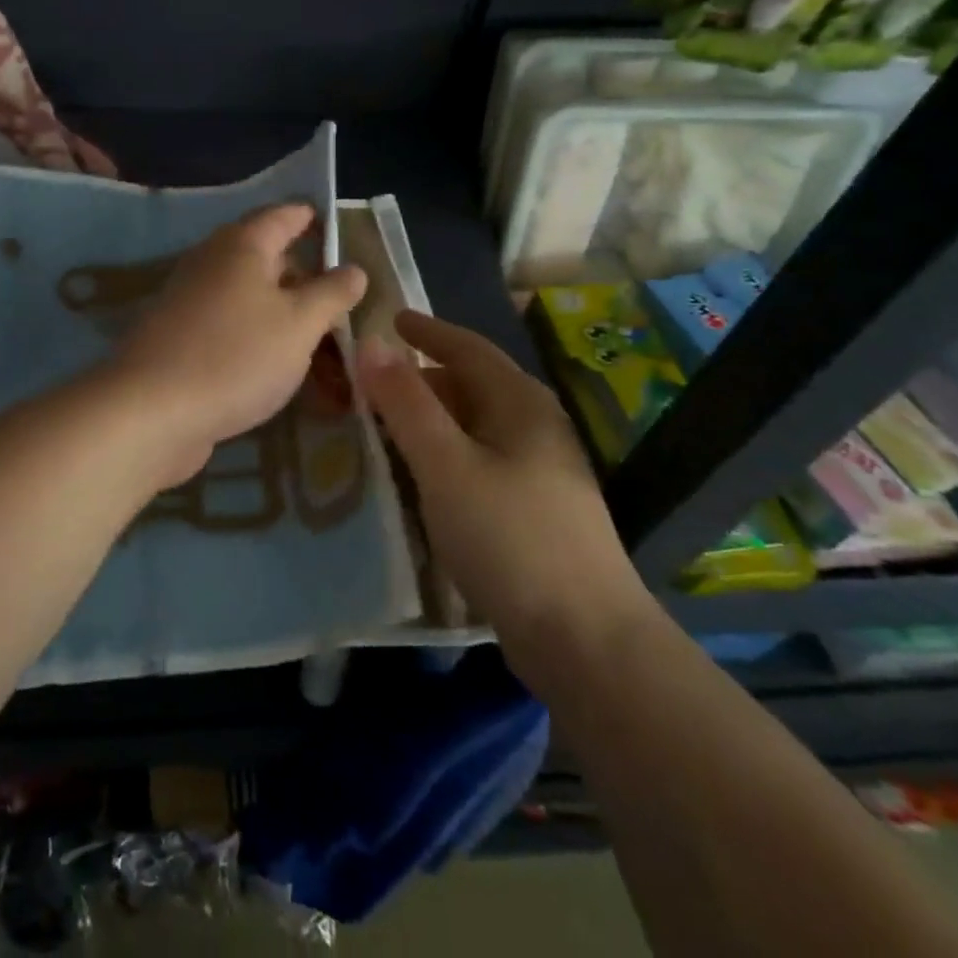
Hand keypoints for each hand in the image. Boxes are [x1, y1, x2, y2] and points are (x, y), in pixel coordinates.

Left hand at [110, 204, 365, 487]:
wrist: (151, 412)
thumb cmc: (236, 356)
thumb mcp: (300, 324)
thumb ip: (331, 293)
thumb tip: (354, 268)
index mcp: (242, 245)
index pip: (284, 215)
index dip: (313, 218)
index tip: (340, 231)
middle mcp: (211, 261)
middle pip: (263, 253)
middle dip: (301, 269)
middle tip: (338, 291)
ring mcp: (189, 299)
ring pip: (245, 292)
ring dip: (279, 305)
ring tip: (315, 328)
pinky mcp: (178, 336)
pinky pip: (228, 322)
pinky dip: (254, 331)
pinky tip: (273, 359)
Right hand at [356, 311, 651, 664]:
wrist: (585, 638)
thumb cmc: (509, 537)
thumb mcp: (446, 464)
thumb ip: (406, 403)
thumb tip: (372, 344)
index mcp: (520, 402)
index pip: (468, 348)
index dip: (427, 331)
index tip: (391, 320)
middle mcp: (537, 426)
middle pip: (472, 385)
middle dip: (423, 380)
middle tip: (374, 385)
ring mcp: (543, 471)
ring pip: (476, 427)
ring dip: (433, 421)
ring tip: (388, 429)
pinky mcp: (538, 510)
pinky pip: (481, 462)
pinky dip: (447, 456)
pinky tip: (424, 479)